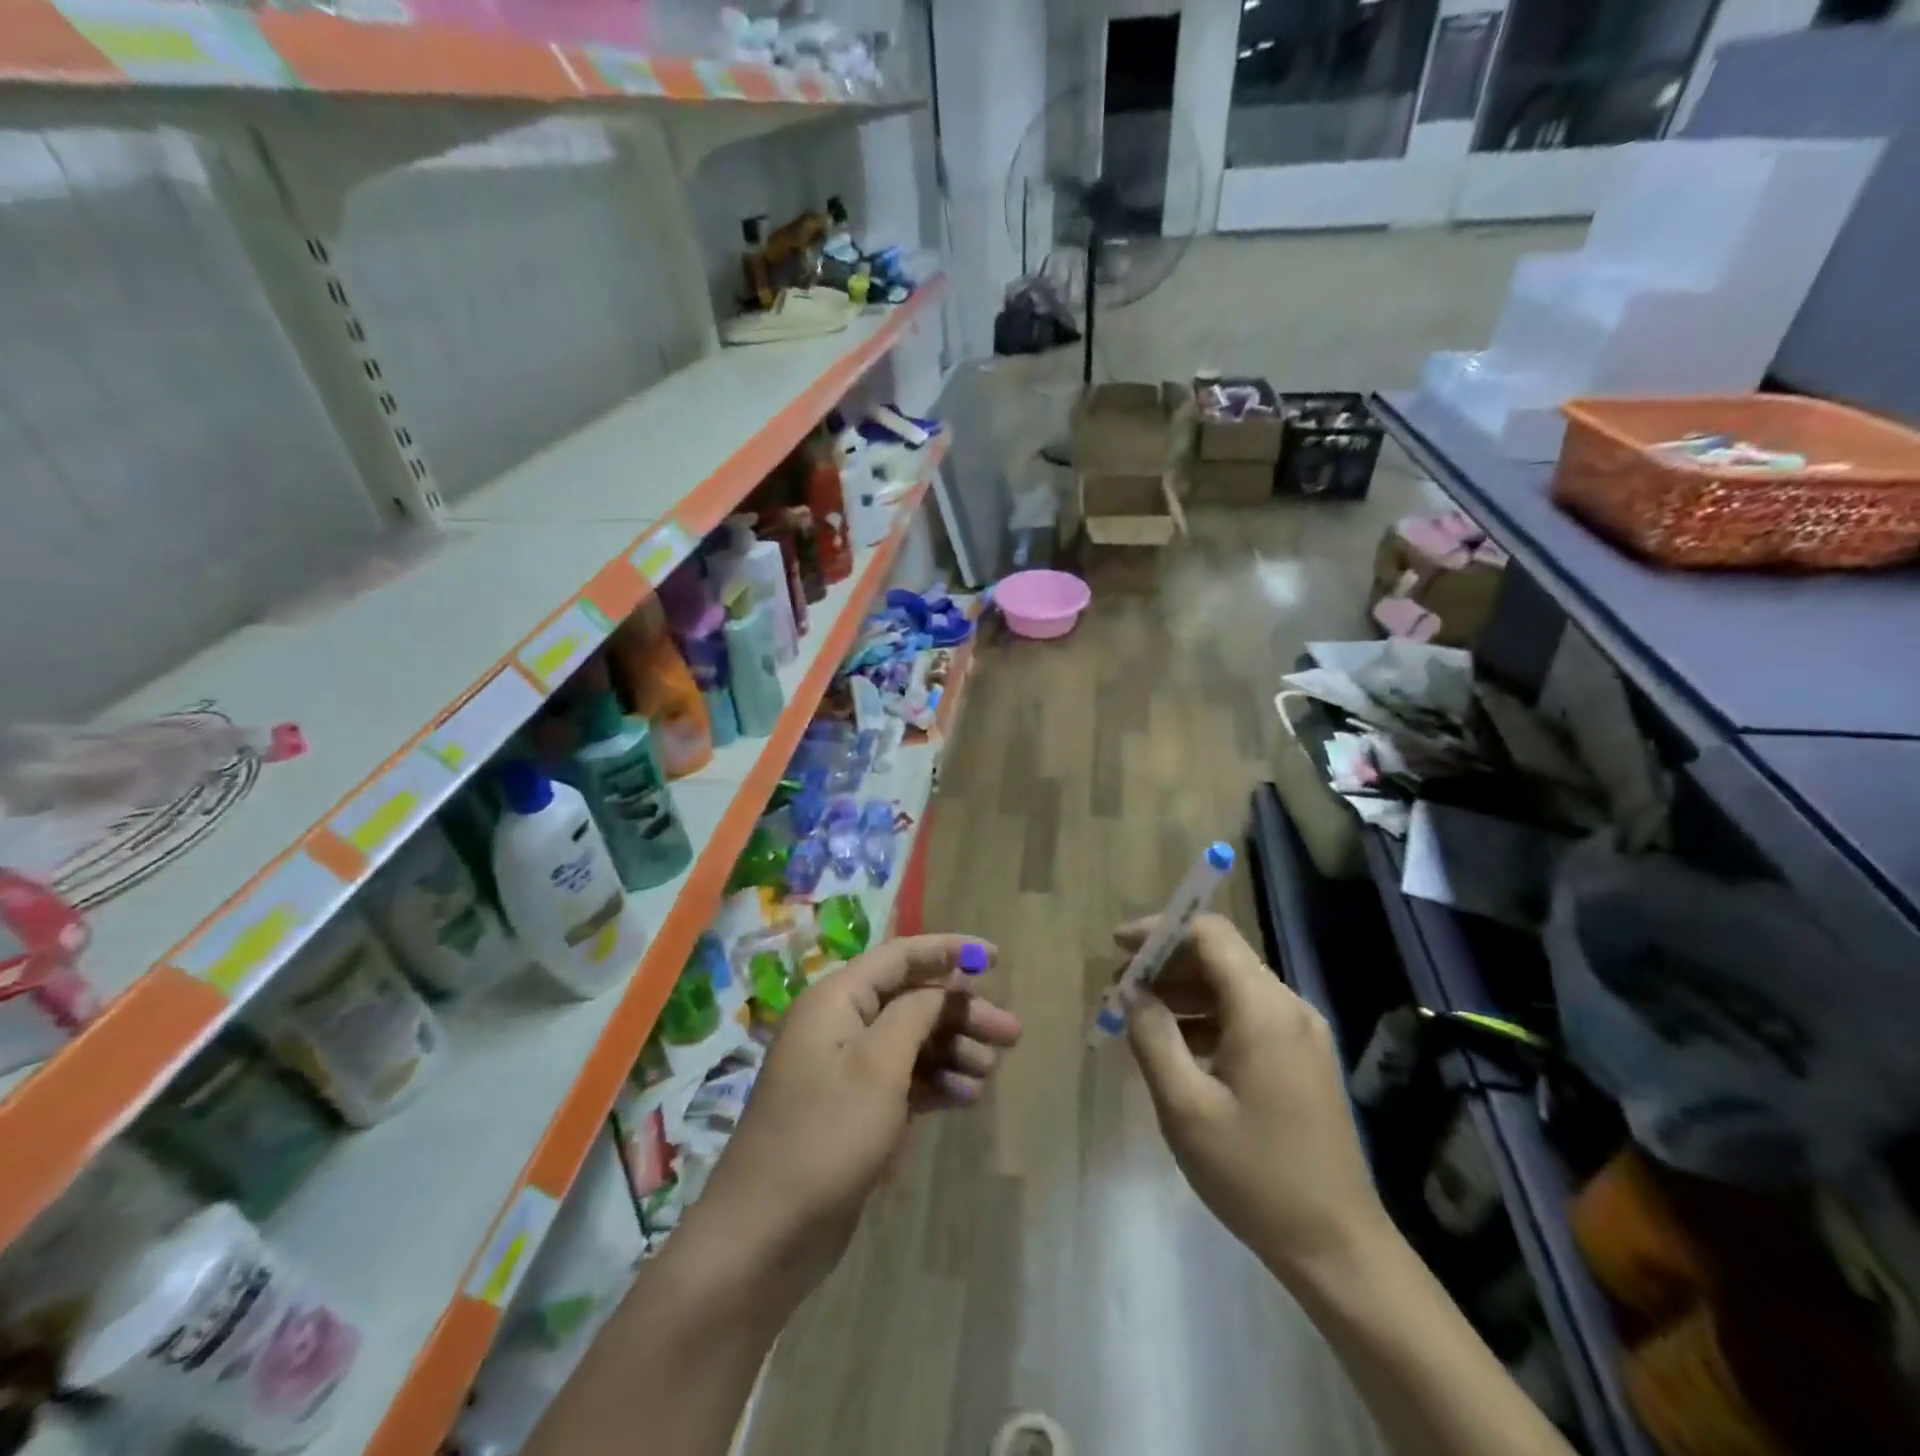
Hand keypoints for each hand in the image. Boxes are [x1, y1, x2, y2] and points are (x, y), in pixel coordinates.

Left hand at [696, 934, 1021, 1294]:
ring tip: (990, 1071)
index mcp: (836, 1000)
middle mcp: (840, 1024)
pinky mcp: (854, 1108)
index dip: (948, 951)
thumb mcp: (878, 1067)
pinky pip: (903, 1079)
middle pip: (912, 1000)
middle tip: (1012, 1033)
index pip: (900, 957)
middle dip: (961, 1012)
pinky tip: (968, 1098)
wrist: (765, 1236)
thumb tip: (944, 986)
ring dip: (953, 1049)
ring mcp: (845, 1069)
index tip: (996, 958)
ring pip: (911, 1040)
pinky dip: (936, 1082)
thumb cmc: (825, 1137)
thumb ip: (916, 1014)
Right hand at [1121, 914, 1386, 1282]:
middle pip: (1220, 956)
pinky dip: (1207, 1017)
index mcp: (1264, 1009)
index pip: (1210, 934)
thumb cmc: (1254, 1174)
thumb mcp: (1185, 1107)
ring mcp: (1301, 1033)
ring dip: (1183, 992)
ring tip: (1138, 1016)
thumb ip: (1152, 1037)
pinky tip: (1177, 1046)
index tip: (1117, 949)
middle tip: (1119, 990)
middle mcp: (1289, 1007)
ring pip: (1232, 986)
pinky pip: (1247, 1015)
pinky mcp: (1303, 1058)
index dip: (1160, 931)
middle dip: (1165, 964)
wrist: (1337, 1246)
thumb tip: (1133, 992)